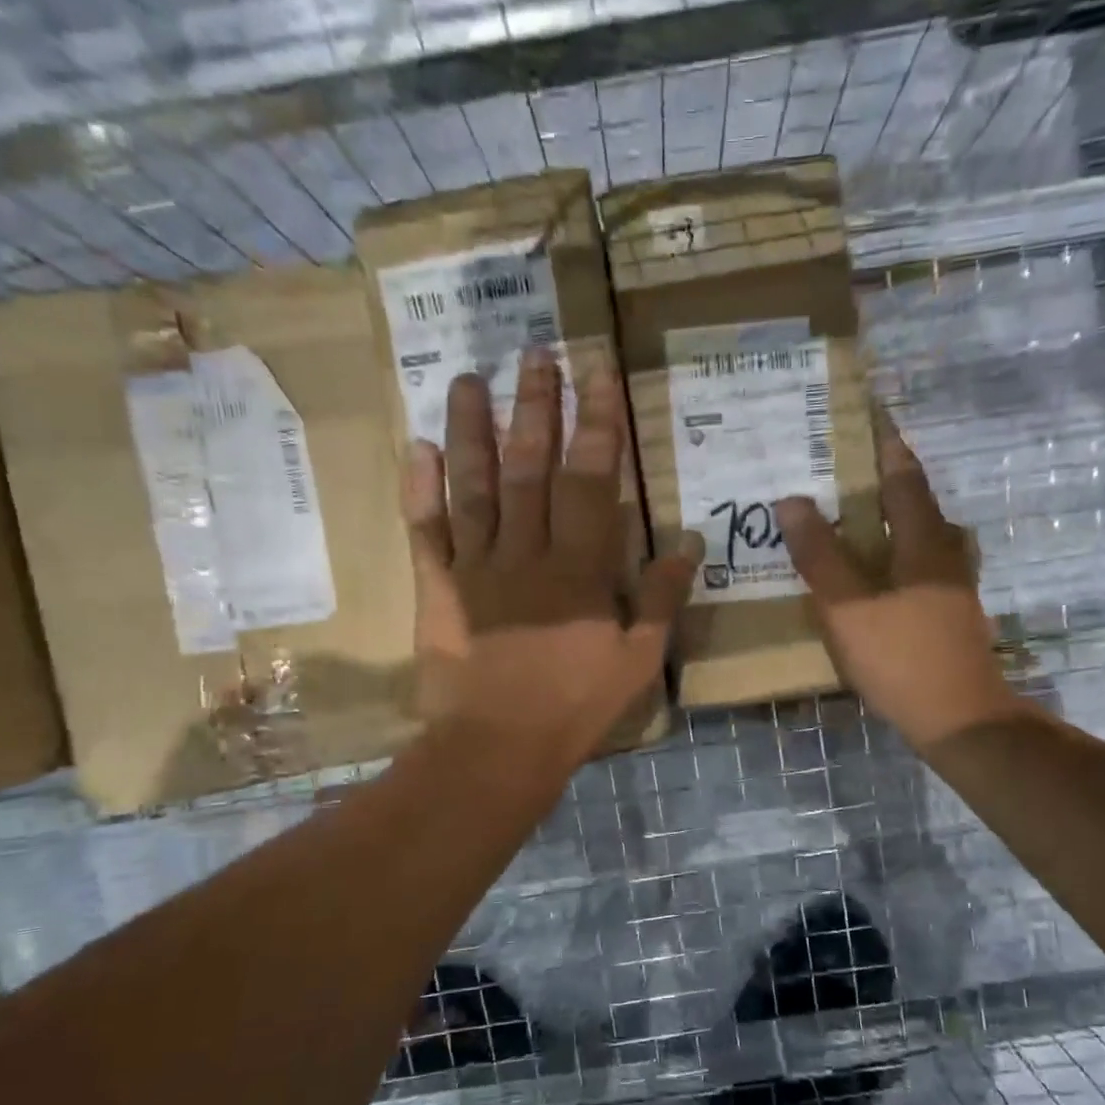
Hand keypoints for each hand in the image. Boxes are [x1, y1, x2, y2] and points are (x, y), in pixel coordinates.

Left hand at [400, 347, 699, 770]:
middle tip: (536, 354)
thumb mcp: (639, 661)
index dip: (596, 424)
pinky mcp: (438, 590)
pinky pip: (426, 532)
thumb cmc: (576, 707)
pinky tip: (416, 447)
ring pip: (474, 486)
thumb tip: (688, 539)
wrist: (497, 750)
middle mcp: (525, 553)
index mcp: (579, 568)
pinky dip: (419, 490)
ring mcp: (476, 568)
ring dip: (471, 430)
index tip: (598, 374)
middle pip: (530, 467)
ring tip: (468, 379)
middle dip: (536, 407)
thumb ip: (662, 597)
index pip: (590, 479)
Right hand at [777, 423, 1022, 752]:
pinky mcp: (947, 613)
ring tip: (850, 518)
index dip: (885, 444)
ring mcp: (951, 586)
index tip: (866, 416)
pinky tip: (869, 573)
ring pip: (918, 537)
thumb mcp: (848, 606)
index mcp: (924, 541)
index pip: (903, 476)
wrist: (958, 719)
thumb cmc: (901, 656)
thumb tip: (793, 500)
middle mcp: (945, 554)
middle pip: (915, 503)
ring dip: (888, 520)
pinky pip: (916, 566)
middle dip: (882, 481)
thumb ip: (820, 554)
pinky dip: (892, 555)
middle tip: (841, 471)